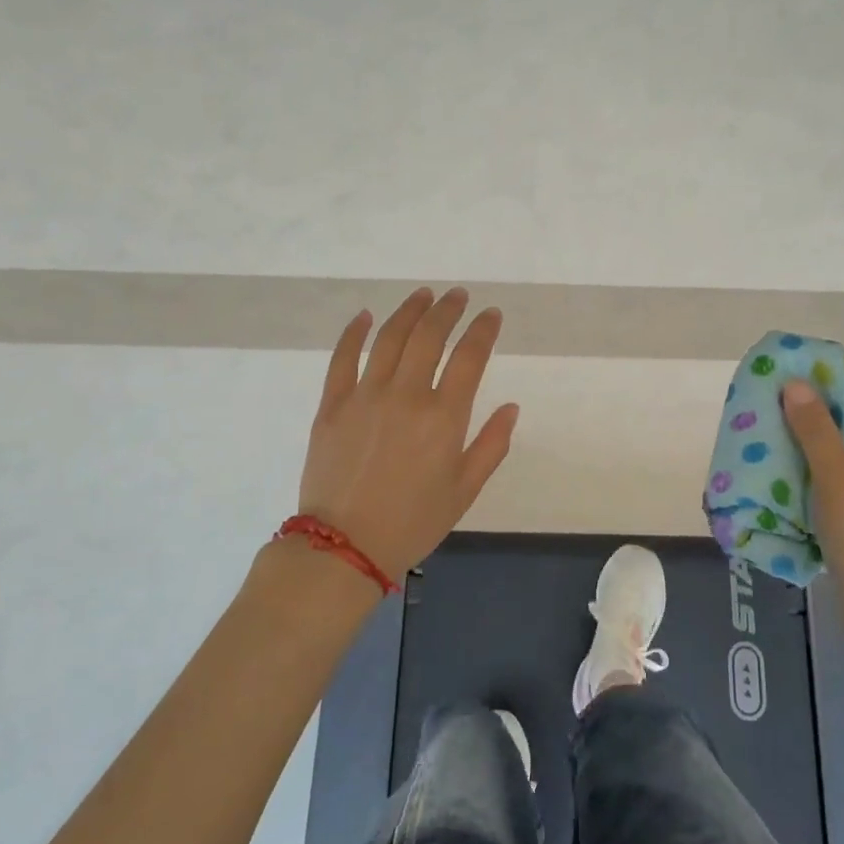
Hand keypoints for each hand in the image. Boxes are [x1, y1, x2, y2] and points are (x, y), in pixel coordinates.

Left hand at [297, 287, 519, 579]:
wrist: (344, 547)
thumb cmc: (413, 522)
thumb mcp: (464, 491)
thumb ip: (491, 445)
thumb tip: (511, 407)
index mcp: (443, 417)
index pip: (469, 357)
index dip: (483, 329)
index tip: (491, 314)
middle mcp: (406, 396)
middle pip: (429, 336)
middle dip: (448, 310)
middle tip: (458, 296)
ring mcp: (365, 396)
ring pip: (389, 338)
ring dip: (410, 311)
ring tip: (424, 295)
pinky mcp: (333, 405)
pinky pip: (343, 358)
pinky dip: (354, 332)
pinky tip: (365, 316)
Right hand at [780, 379, 843, 620]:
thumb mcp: (837, 478)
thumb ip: (815, 431)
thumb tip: (797, 384)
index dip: (829, 401)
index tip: (790, 396)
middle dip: (813, 433)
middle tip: (772, 424)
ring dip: (810, 464)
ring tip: (771, 455)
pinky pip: (842, 498)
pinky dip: (816, 492)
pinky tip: (786, 493)